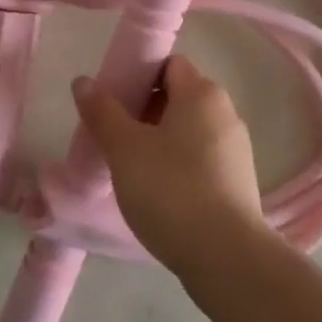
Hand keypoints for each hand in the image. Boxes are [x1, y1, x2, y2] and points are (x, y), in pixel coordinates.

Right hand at [70, 55, 270, 277]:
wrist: (226, 257)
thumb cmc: (171, 190)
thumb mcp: (125, 149)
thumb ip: (102, 111)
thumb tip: (83, 81)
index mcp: (202, 93)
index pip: (168, 64)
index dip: (138, 76)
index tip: (113, 103)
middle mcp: (225, 112)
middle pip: (178, 96)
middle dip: (144, 111)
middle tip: (115, 138)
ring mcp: (236, 148)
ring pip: (189, 130)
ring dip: (160, 140)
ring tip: (132, 169)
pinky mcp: (238, 181)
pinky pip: (201, 158)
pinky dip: (179, 165)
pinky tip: (159, 193)